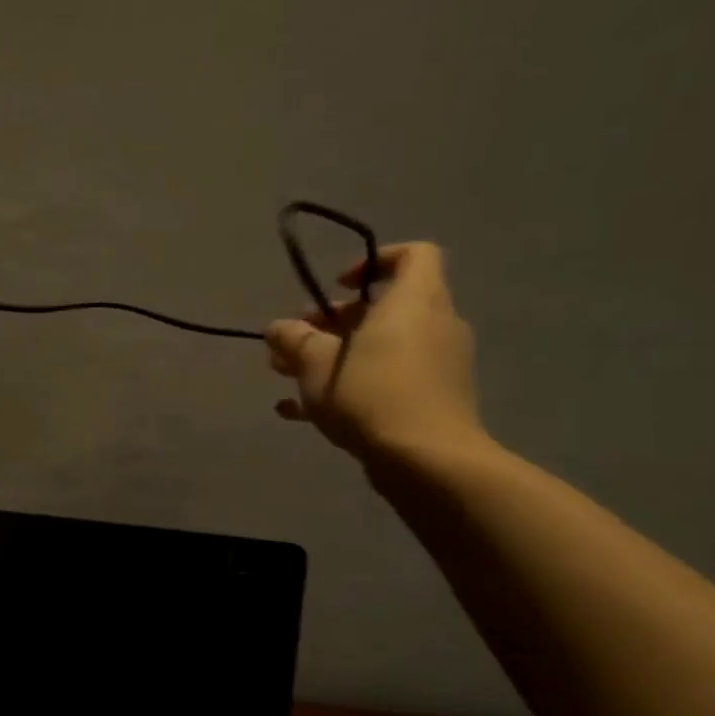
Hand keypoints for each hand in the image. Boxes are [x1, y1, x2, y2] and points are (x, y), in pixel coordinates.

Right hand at [264, 243, 484, 461]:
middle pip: (384, 308)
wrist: (427, 460)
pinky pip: (384, 380)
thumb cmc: (370, 394)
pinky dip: (347, 386)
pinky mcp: (430, 399)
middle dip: (332, 321)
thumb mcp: (315, 362)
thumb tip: (278, 327)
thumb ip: (294, 338)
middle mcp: (433, 326)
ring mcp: (436, 365)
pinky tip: (297, 411)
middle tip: (294, 340)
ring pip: (379, 346)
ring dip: (332, 355)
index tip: (335, 288)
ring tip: (286, 375)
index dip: (373, 262)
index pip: (413, 255)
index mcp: (414, 303)